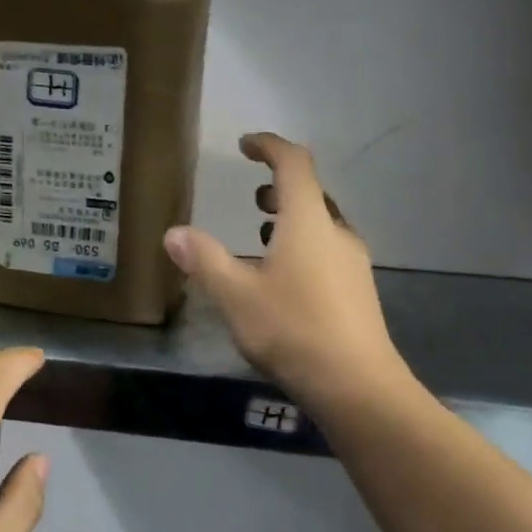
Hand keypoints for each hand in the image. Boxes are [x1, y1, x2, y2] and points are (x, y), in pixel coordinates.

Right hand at [164, 133, 407, 410]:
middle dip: (279, 186)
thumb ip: (205, 260)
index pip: (294, 163)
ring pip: (322, 224)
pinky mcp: (357, 290)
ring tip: (261, 231)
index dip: (269, 146)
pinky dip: (303, 244)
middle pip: (311, 193)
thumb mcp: (236, 296)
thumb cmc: (293, 330)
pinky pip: (328, 250)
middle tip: (252, 194)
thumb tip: (173, 233)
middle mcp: (336, 233)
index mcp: (308, 222)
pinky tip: (284, 277)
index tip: (245, 145)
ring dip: (292, 217)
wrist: (357, 385)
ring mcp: (353, 262)